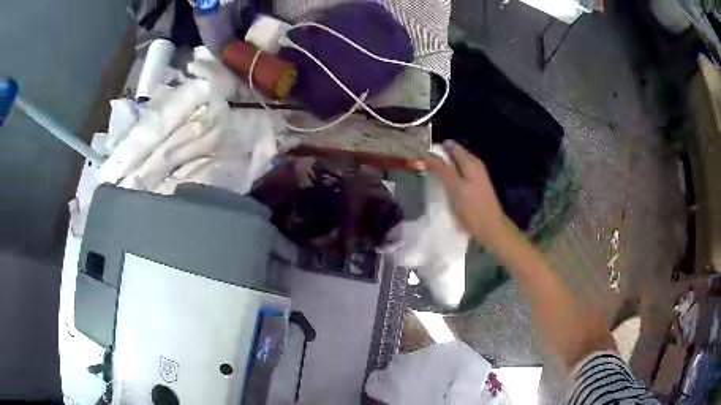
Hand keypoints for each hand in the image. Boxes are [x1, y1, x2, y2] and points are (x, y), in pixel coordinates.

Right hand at [426, 140, 505, 248]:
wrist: (490, 228)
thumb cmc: (472, 209)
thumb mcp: (455, 188)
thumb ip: (442, 170)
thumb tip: (428, 155)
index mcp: (471, 162)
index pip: (450, 146)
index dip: (436, 149)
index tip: (420, 154)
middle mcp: (475, 164)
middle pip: (455, 153)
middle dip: (440, 156)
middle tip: (423, 163)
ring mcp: (477, 175)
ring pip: (457, 163)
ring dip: (445, 166)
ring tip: (431, 173)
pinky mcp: (476, 185)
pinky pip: (461, 173)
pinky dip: (452, 174)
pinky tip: (444, 183)